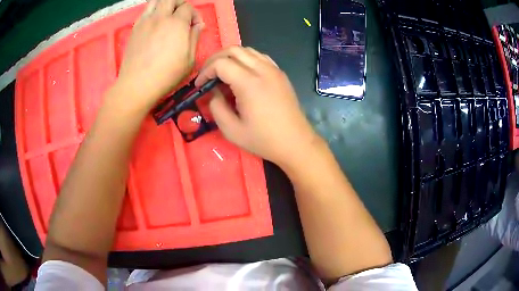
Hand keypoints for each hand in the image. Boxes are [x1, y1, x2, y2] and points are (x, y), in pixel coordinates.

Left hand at [115, 0, 203, 109]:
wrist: (137, 85)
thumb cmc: (166, 75)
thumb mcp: (189, 60)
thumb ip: (195, 38)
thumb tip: (198, 25)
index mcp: (177, 23)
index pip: (188, 8)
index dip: (195, 15)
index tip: (195, 26)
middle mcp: (160, 17)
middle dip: (180, 4)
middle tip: (182, 15)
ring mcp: (145, 22)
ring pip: (156, 1)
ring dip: (164, 4)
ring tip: (167, 14)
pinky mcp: (135, 29)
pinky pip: (145, 11)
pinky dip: (153, 12)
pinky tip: (155, 23)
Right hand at [196, 46, 320, 166]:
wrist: (295, 142)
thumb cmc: (264, 140)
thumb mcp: (231, 130)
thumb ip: (216, 107)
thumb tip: (212, 92)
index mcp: (249, 83)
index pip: (221, 63)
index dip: (205, 71)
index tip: (200, 85)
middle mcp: (263, 70)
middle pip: (233, 50)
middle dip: (215, 59)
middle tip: (207, 75)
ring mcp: (274, 69)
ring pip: (247, 50)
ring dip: (230, 57)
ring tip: (222, 73)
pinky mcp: (280, 73)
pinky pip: (259, 56)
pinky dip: (246, 59)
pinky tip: (241, 73)